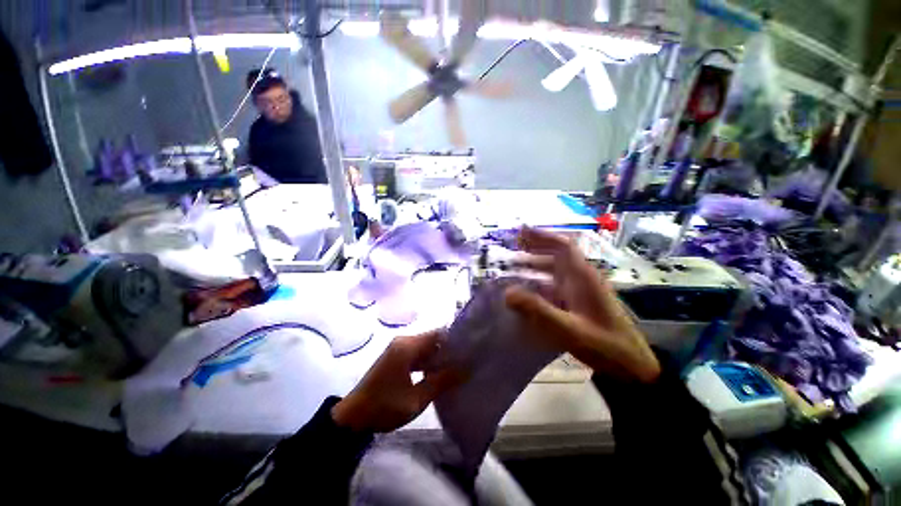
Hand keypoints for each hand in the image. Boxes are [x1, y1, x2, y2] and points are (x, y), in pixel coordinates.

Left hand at [332, 331, 459, 432]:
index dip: (454, 340)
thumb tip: (466, 368)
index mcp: (408, 346)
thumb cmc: (384, 406)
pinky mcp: (395, 357)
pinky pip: (417, 354)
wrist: (353, 417)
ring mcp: (398, 349)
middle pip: (432, 339)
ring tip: (457, 368)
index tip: (469, 351)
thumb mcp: (417, 398)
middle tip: (466, 362)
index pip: (438, 334)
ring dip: (438, 357)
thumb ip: (442, 381)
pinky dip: (428, 362)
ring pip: (425, 347)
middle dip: (448, 350)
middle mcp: (403, 341)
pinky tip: (438, 373)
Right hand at [504, 227, 660, 382]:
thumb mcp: (569, 329)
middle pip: (557, 254)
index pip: (563, 246)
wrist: (632, 366)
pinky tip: (530, 289)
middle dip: (536, 247)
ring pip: (556, 269)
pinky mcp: (580, 301)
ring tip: (515, 266)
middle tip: (513, 246)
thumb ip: (538, 310)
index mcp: (582, 277)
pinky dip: (541, 281)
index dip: (542, 236)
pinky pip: (557, 284)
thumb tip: (507, 293)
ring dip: (536, 264)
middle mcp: (582, 278)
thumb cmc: (604, 345)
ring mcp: (582, 290)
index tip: (521, 232)